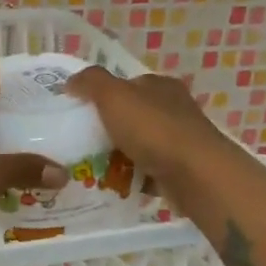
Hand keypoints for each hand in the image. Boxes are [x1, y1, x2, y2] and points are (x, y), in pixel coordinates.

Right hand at [64, 67, 230, 200]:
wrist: (195, 175)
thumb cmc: (153, 130)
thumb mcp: (114, 96)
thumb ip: (91, 83)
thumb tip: (71, 81)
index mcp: (160, 86)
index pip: (127, 85)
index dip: (102, 95)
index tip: (80, 113)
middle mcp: (173, 109)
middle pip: (131, 116)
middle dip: (108, 128)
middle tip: (82, 143)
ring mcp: (179, 140)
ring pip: (139, 144)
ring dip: (118, 155)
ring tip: (92, 167)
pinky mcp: (180, 169)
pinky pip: (147, 170)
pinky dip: (132, 176)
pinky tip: (115, 184)